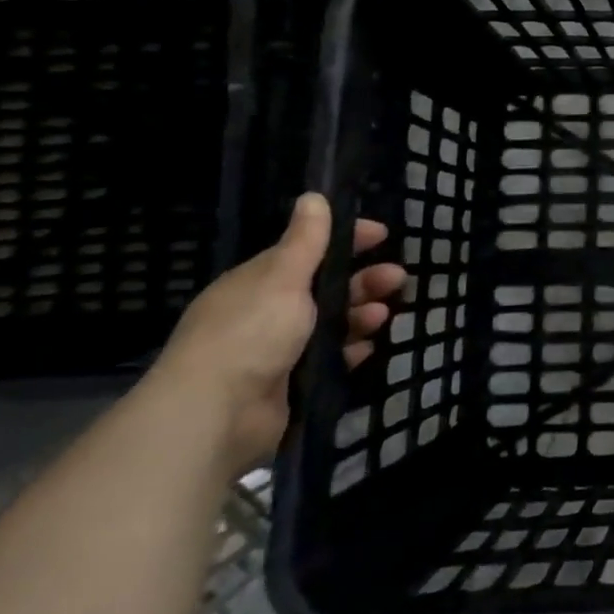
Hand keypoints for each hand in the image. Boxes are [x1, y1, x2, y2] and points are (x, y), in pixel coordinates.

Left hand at [147, 193, 405, 474]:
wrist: (216, 416)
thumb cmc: (250, 334)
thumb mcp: (282, 278)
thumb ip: (305, 241)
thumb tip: (312, 196)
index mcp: (258, 283)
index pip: (308, 251)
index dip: (345, 240)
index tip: (381, 235)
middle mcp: (266, 313)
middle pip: (325, 287)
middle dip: (363, 280)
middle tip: (398, 278)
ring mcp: (278, 350)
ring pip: (331, 323)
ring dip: (360, 314)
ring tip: (383, 316)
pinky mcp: (291, 383)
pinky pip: (330, 359)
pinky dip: (351, 351)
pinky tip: (369, 348)